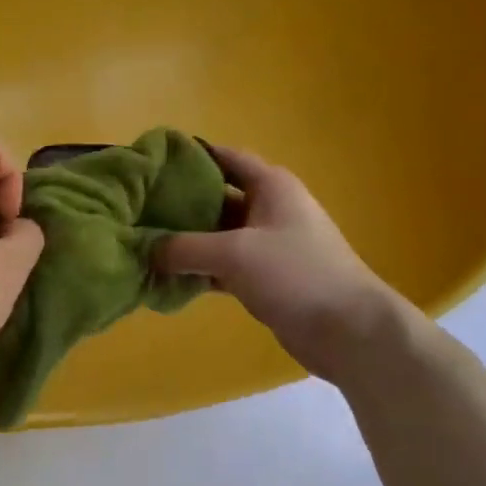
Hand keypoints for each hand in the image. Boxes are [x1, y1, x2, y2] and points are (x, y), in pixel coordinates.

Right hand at [156, 145, 403, 376]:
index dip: (188, 155)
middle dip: (178, 201)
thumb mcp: (234, 253)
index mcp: (270, 185)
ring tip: (144, 242)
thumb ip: (184, 247)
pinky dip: (198, 269)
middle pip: (215, 196)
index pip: (223, 157)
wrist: (347, 329)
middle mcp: (269, 208)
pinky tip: (167, 277)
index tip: (149, 163)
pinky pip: (222, 265)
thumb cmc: (295, 274)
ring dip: (185, 240)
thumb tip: (145, 249)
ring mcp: (268, 244)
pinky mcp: (265, 277)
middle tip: (138, 207)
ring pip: (216, 234)